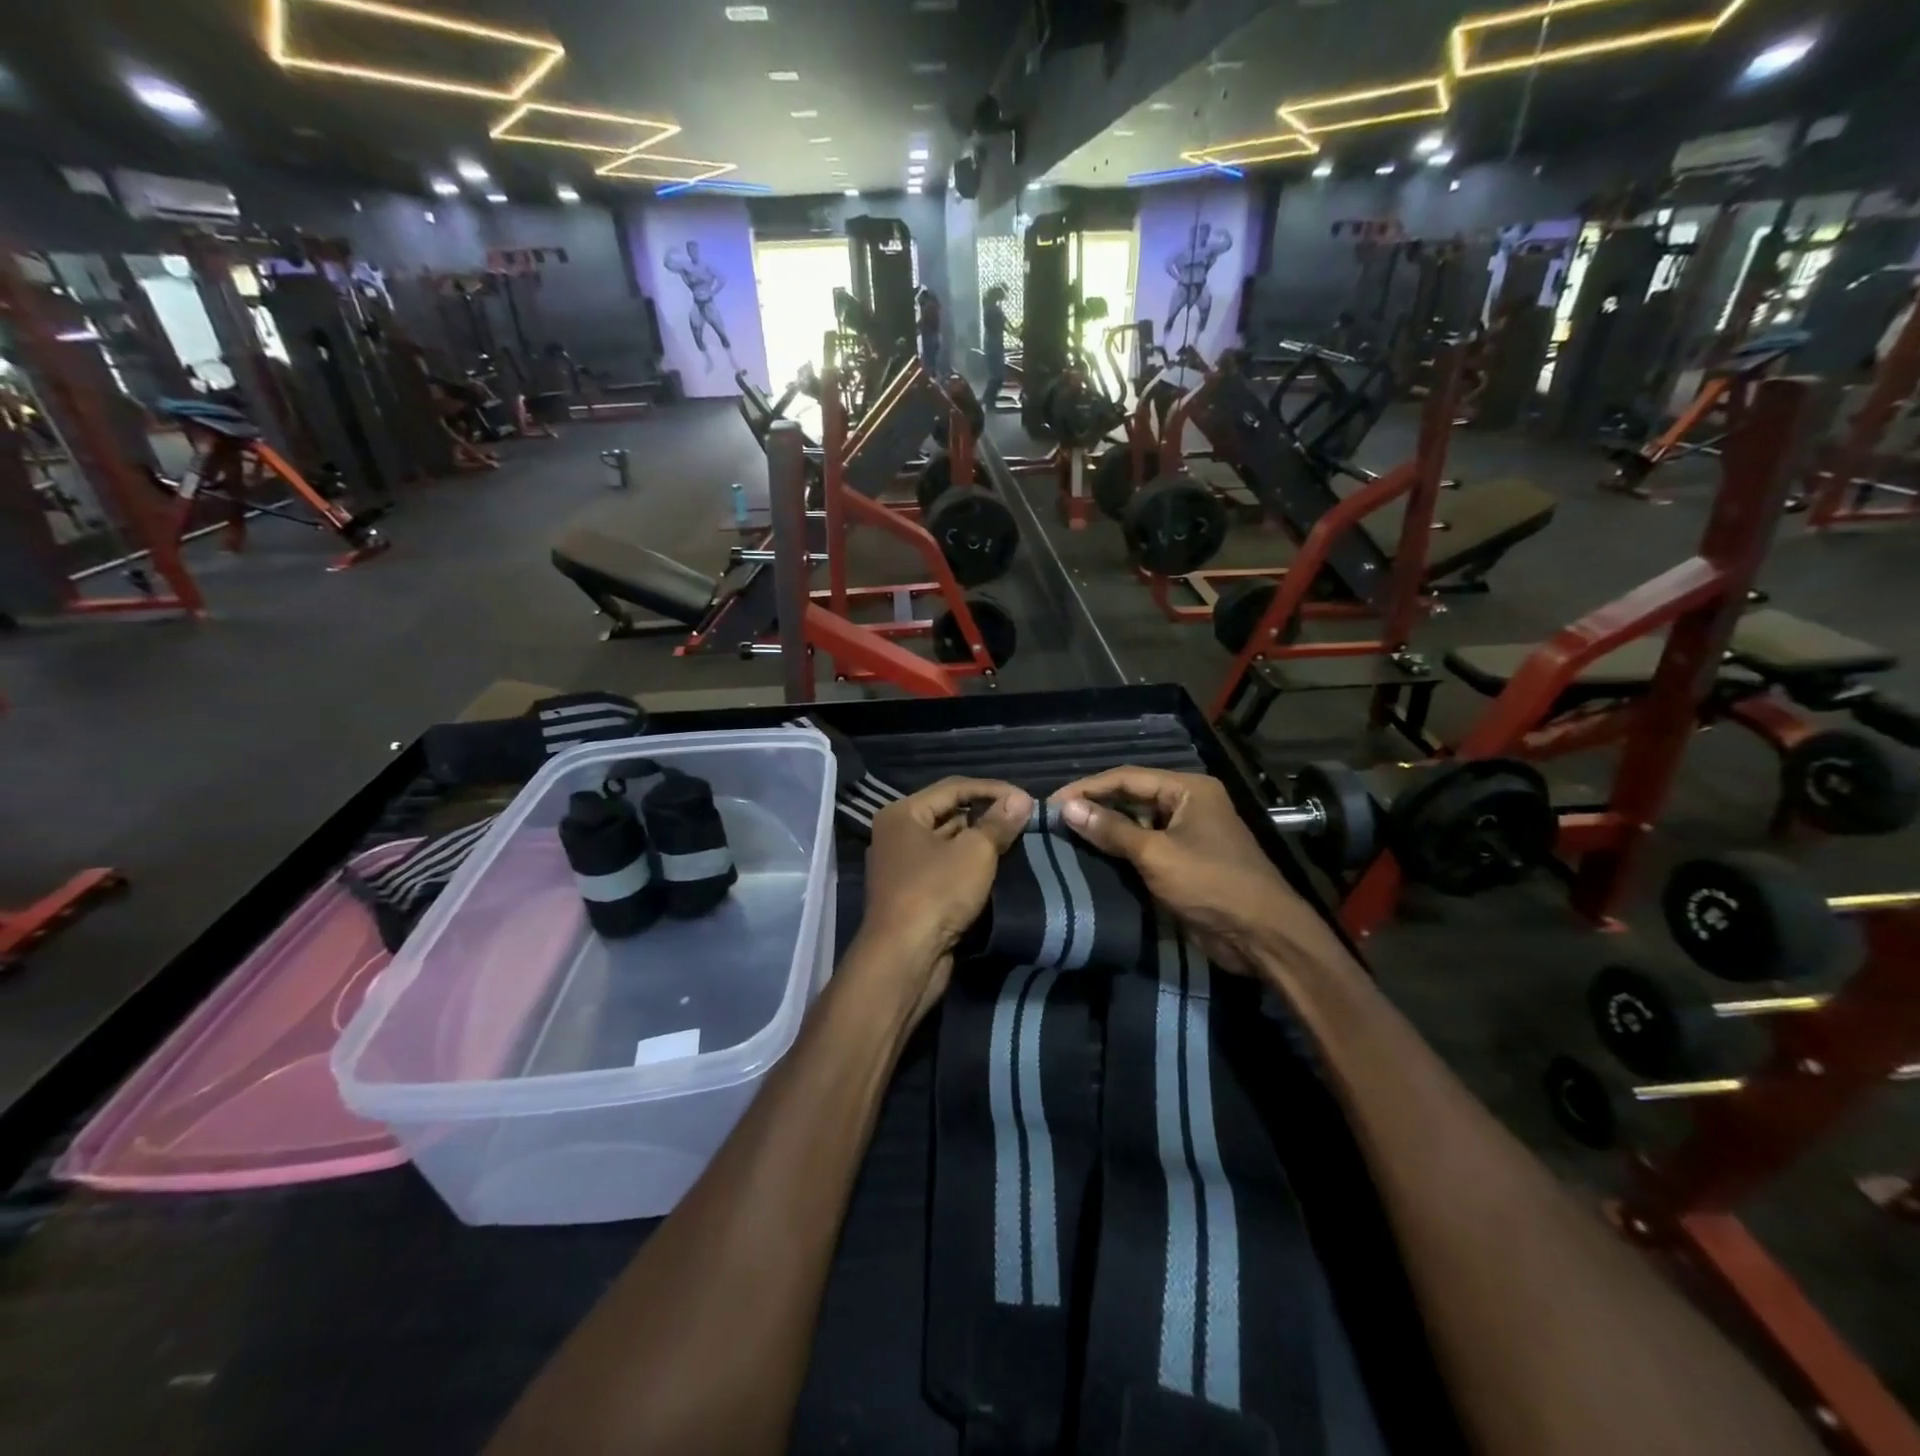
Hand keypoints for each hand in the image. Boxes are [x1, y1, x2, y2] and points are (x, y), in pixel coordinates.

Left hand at [858, 778, 1031, 1018]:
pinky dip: (969, 866)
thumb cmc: (936, 892)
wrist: (904, 958)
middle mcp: (897, 834)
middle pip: (949, 813)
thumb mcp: (975, 852)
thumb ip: (998, 823)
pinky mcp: (912, 894)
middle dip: (986, 815)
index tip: (1027, 799)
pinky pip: (945, 868)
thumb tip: (1021, 799)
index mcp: (902, 813)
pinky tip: (996, 869)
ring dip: (980, 842)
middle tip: (1024, 820)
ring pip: (948, 843)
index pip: (953, 787)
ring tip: (1017, 841)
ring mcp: (902, 866)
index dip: (993, 789)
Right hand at [1050, 767, 1332, 973]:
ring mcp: (1188, 834)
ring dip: (1106, 830)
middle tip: (1055, 820)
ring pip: (1136, 823)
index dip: (1088, 787)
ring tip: (1065, 837)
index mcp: (1189, 789)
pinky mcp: (1184, 862)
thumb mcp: (1156, 855)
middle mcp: (1188, 804)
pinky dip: (1120, 851)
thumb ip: (1111, 830)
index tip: (1053, 802)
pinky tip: (1091, 858)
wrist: (1262, 936)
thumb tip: (1067, 808)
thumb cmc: (1211, 884)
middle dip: (1095, 807)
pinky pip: (1145, 848)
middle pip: (1132, 797)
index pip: (1127, 777)